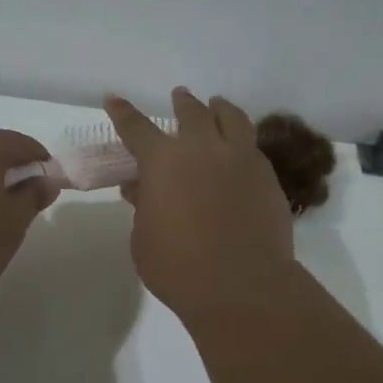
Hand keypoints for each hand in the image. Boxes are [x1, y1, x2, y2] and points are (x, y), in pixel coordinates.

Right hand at [105, 89, 296, 321]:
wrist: (242, 286)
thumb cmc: (178, 267)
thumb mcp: (143, 239)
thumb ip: (142, 206)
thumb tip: (139, 187)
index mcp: (163, 161)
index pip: (136, 127)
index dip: (123, 113)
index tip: (114, 100)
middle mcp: (203, 149)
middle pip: (191, 112)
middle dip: (182, 103)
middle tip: (179, 97)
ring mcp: (241, 159)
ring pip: (231, 118)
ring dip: (219, 109)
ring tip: (217, 105)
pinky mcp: (268, 176)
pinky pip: (252, 146)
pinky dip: (241, 140)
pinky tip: (239, 151)